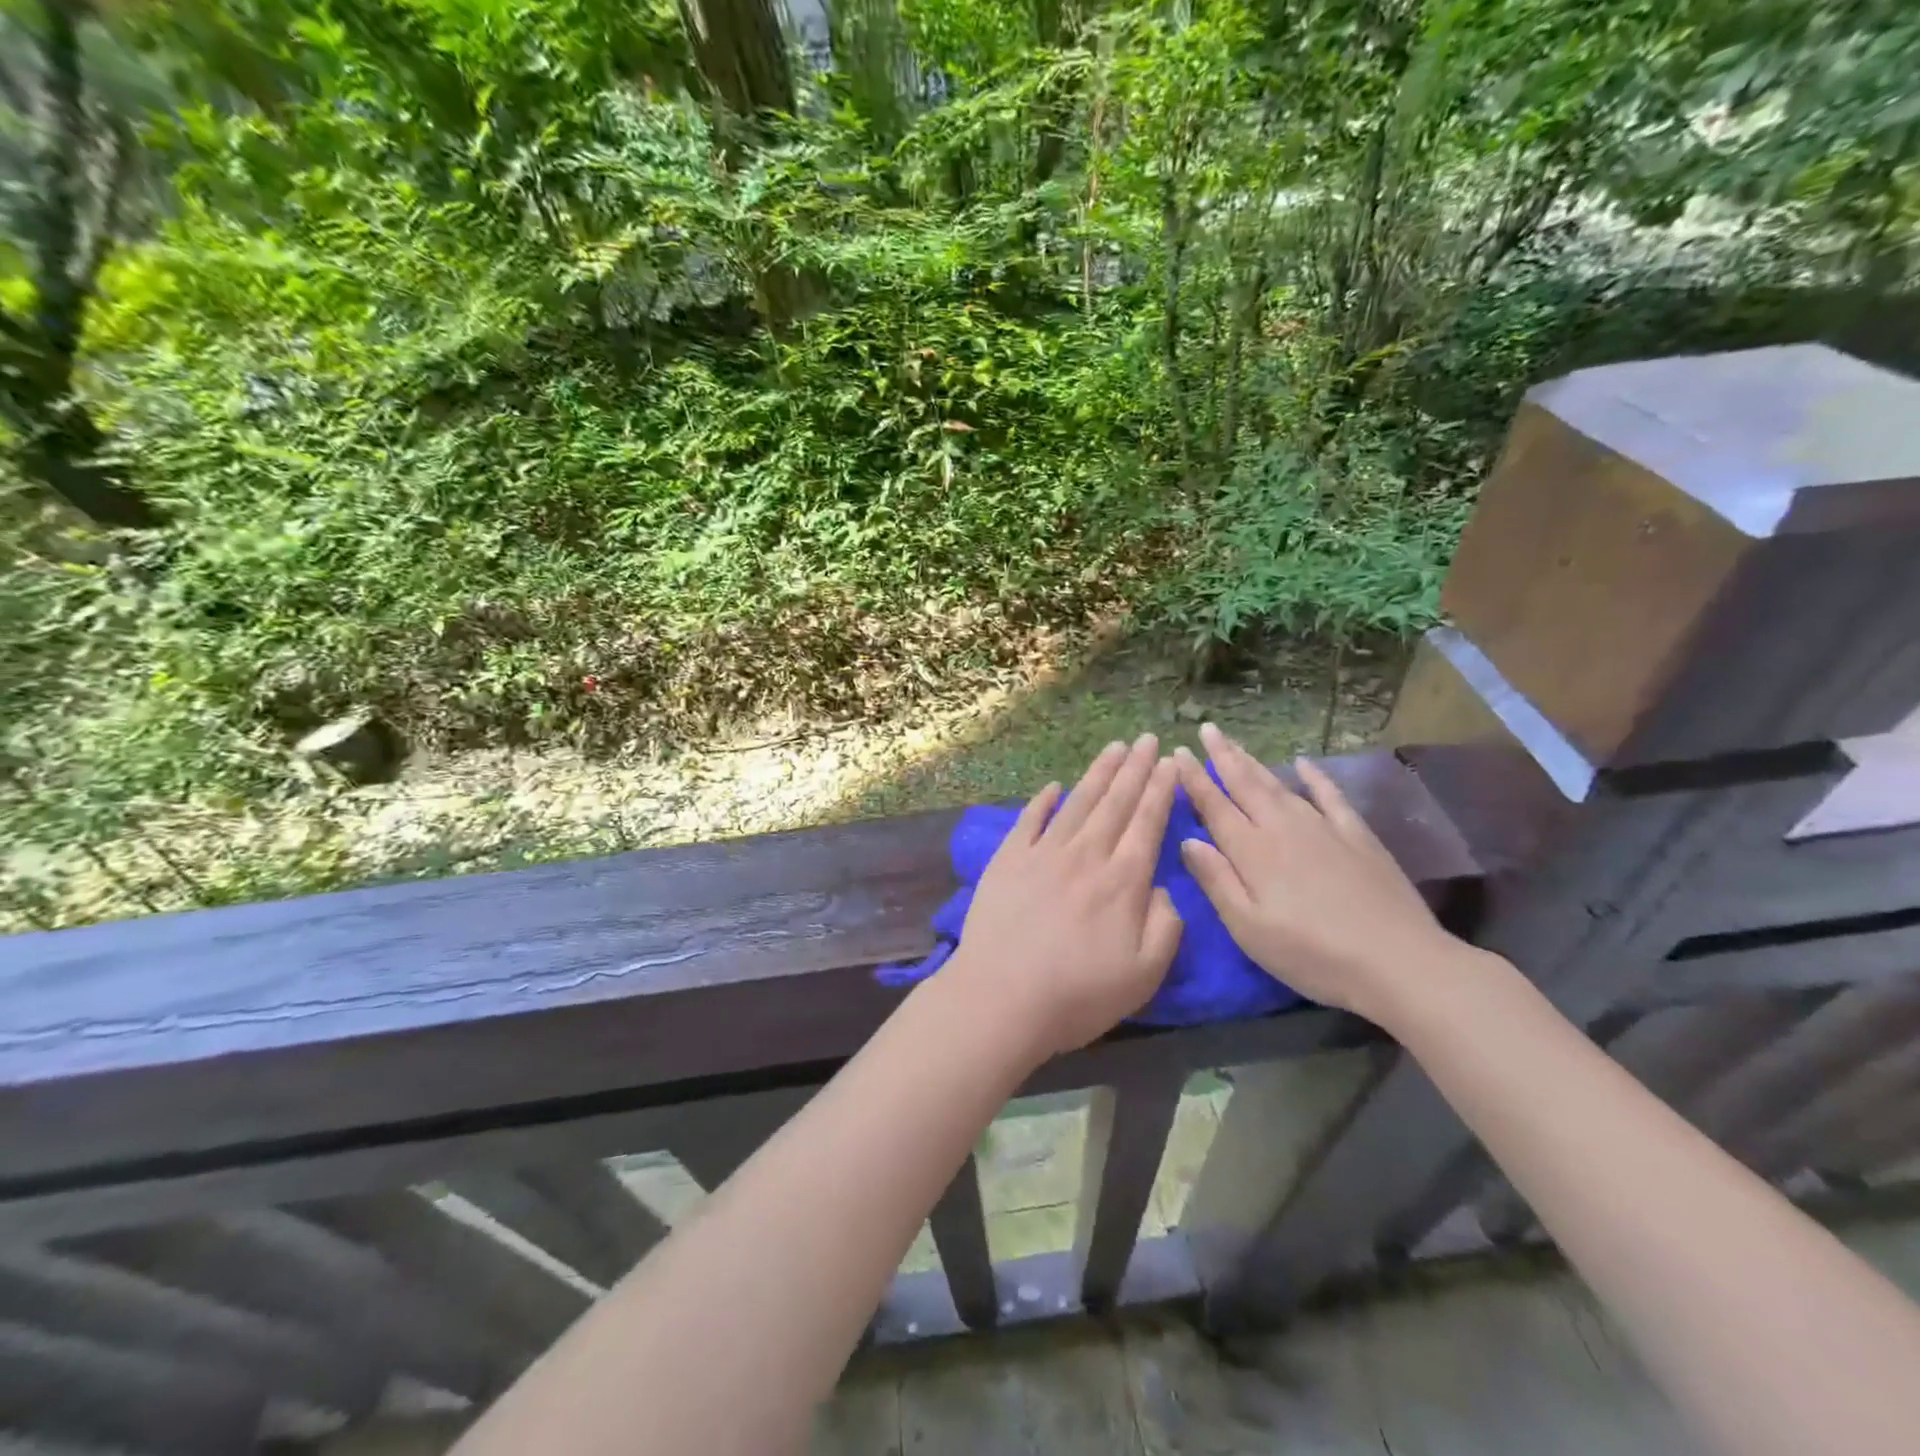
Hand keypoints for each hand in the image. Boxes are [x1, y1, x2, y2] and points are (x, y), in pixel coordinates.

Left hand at [945, 735, 1182, 1056]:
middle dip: (1135, 769)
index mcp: (1123, 881)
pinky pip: (1029, 821)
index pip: (1147, 824)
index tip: (1170, 761)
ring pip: (1077, 804)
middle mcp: (1086, 856)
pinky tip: (1053, 786)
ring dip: (1097, 774)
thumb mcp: (1144, 973)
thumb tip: (1162, 888)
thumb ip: (1165, 926)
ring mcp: (1043, 854)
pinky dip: (1042, 801)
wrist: (1002, 997)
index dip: (1161, 790)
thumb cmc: (1078, 994)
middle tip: (1147, 739)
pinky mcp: (1008, 861)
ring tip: (1114, 748)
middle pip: (1115, 803)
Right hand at [1173, 723, 1461, 1025]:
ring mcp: (1323, 828)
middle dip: (1223, 756)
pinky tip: (1303, 763)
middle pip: (1246, 785)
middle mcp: (1283, 828)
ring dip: (1255, 762)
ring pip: (1280, 785)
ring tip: (1236, 744)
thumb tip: (1188, 840)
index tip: (1178, 753)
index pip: (1215, 806)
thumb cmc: (1312, 954)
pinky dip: (1315, 777)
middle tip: (1207, 729)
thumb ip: (1217, 881)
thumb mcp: (1249, 928)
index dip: (1194, 780)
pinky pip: (1330, 796)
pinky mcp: (1357, 836)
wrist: (1399, 962)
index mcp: (1253, 851)